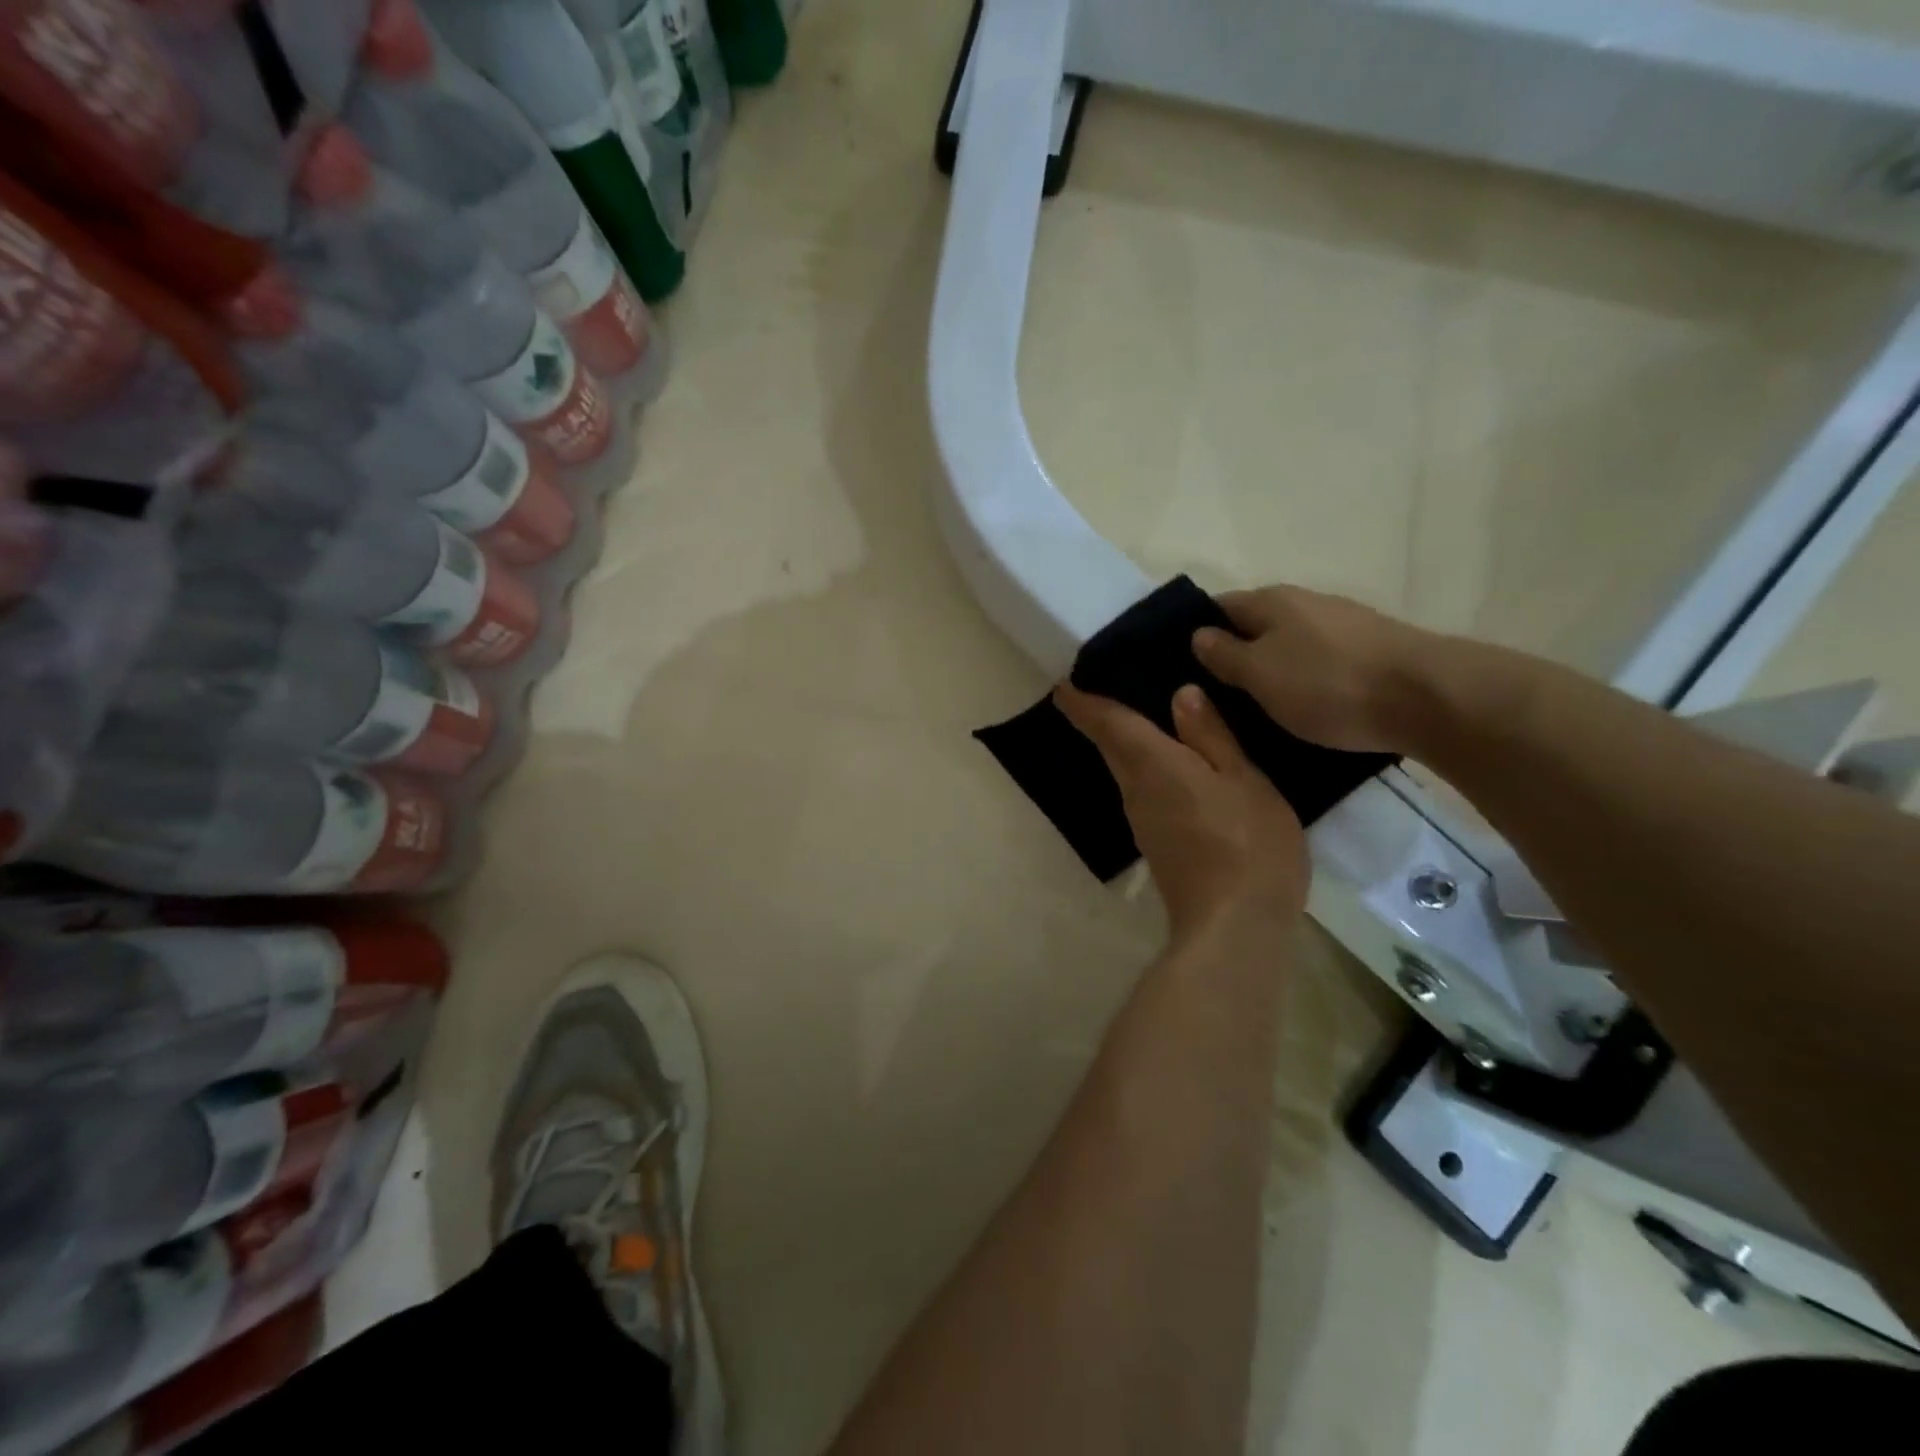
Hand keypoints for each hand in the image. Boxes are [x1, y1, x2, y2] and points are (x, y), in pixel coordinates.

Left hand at [1055, 681, 1308, 938]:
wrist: (1233, 927)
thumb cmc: (1247, 844)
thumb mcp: (1243, 781)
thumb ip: (1211, 737)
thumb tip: (1180, 694)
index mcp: (1152, 765)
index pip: (1107, 724)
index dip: (1082, 702)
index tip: (1063, 685)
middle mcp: (1135, 790)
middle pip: (1110, 746)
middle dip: (1101, 719)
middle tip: (1108, 688)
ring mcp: (1142, 821)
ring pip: (1126, 770)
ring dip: (1125, 744)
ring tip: (1147, 717)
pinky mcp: (1156, 843)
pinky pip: (1144, 791)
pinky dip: (1147, 769)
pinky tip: (1174, 765)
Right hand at [1190, 586, 1432, 754]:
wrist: (1428, 698)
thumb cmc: (1327, 684)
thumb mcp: (1260, 674)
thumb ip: (1224, 654)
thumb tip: (1199, 634)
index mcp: (1271, 601)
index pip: (1218, 606)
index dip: (1195, 631)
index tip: (1178, 665)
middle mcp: (1306, 602)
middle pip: (1255, 624)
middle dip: (1233, 652)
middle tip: (1211, 693)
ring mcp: (1343, 624)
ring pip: (1289, 643)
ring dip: (1270, 667)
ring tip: (1253, 704)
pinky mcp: (1371, 650)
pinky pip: (1319, 661)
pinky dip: (1303, 679)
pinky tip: (1301, 705)